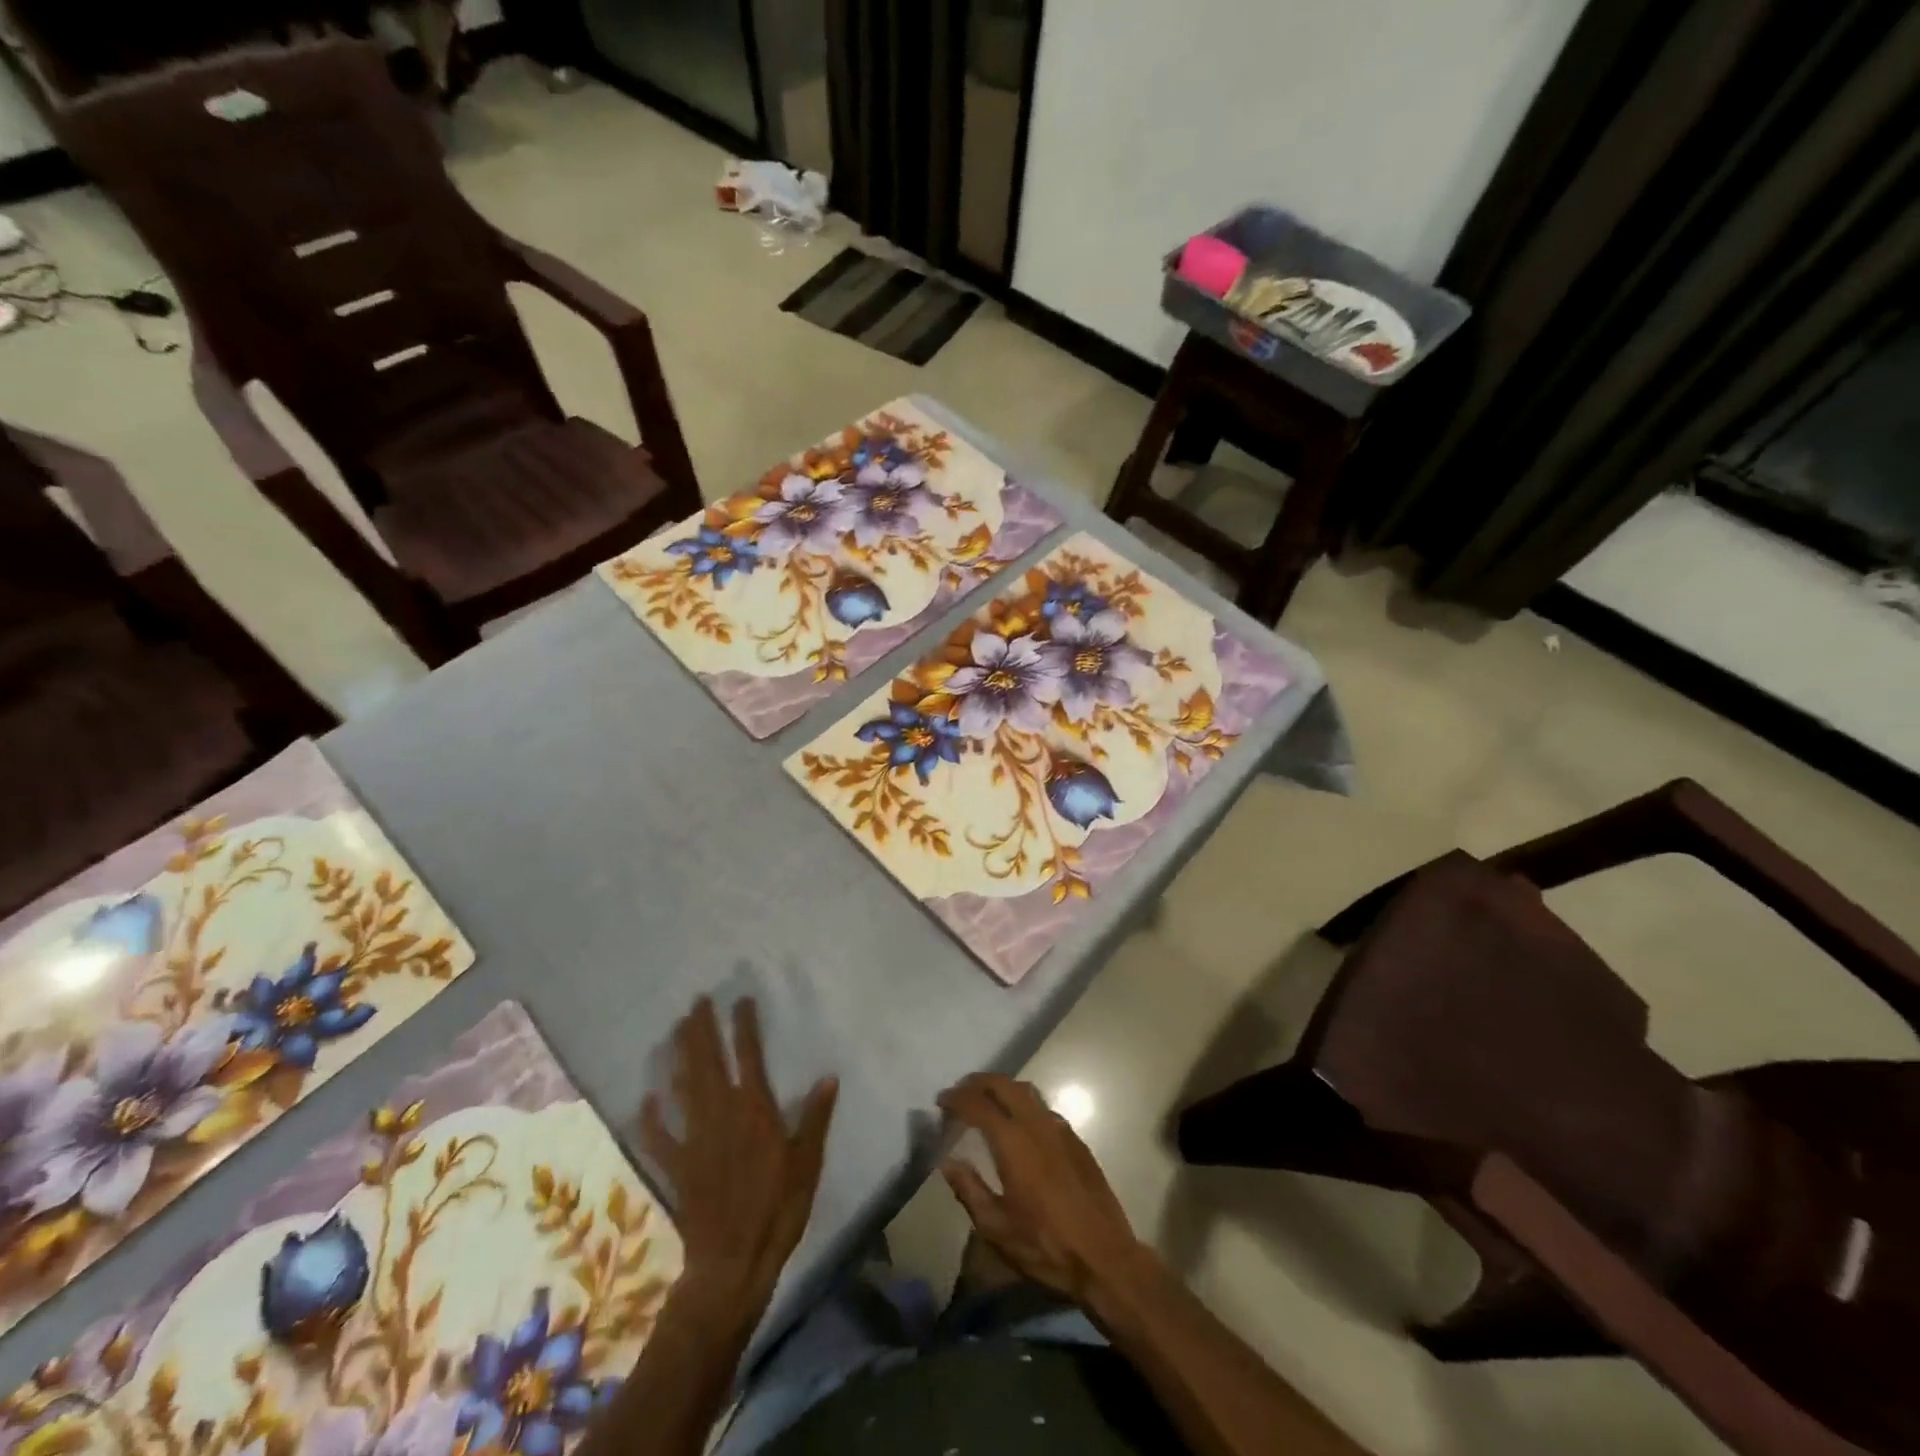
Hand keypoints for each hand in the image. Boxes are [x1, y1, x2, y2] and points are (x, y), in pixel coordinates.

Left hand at [641, 997, 837, 1325]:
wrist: (733, 1261)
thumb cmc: (778, 1209)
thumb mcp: (808, 1162)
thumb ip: (815, 1118)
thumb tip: (829, 1077)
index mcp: (755, 1109)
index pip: (749, 1055)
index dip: (744, 1026)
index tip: (740, 1000)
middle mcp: (721, 1114)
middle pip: (708, 1062)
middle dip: (702, 1030)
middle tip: (696, 1002)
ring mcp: (694, 1138)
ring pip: (683, 1087)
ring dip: (679, 1056)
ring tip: (676, 1029)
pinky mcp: (677, 1165)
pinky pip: (659, 1137)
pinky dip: (651, 1118)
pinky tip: (646, 1100)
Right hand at [938, 1073, 1150, 1305]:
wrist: (1104, 1258)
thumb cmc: (1045, 1247)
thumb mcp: (997, 1229)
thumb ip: (969, 1190)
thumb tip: (947, 1162)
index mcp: (1014, 1142)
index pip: (978, 1104)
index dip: (956, 1098)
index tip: (941, 1101)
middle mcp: (1037, 1124)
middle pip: (1004, 1085)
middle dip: (978, 1082)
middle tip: (960, 1092)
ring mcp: (1060, 1129)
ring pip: (1027, 1091)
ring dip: (1002, 1088)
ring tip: (986, 1101)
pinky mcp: (1076, 1140)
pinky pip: (1044, 1107)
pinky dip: (1023, 1104)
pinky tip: (1019, 1125)